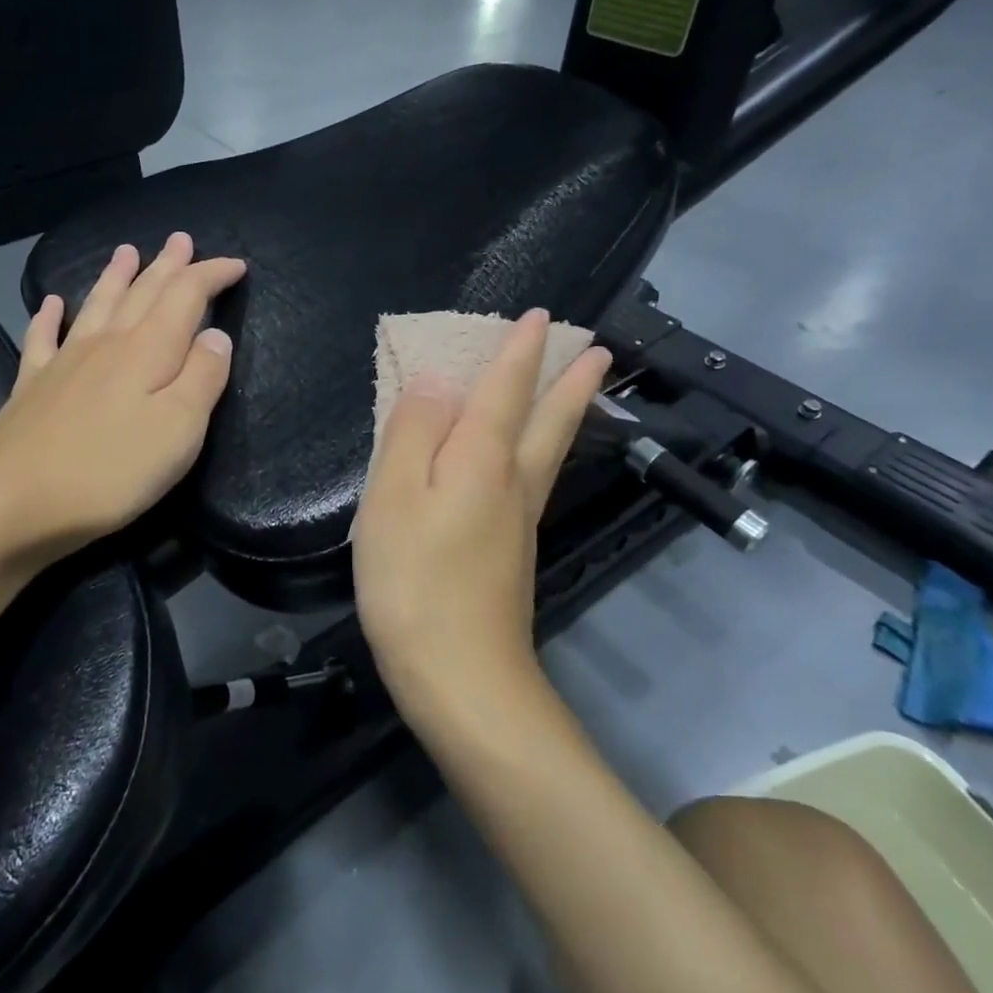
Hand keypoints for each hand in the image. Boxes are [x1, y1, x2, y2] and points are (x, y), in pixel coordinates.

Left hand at [0, 234, 244, 585]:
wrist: (13, 501)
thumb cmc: (111, 470)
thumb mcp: (179, 430)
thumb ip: (203, 378)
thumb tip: (216, 335)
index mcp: (148, 350)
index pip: (186, 296)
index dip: (211, 275)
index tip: (236, 265)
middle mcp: (108, 343)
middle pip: (142, 292)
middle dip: (167, 265)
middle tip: (180, 239)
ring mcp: (65, 361)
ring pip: (97, 305)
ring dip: (116, 276)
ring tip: (126, 251)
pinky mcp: (32, 385)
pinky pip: (43, 338)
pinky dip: (49, 316)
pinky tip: (52, 303)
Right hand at [353, 310, 609, 721]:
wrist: (461, 677)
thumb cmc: (414, 579)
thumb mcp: (393, 496)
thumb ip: (412, 431)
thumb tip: (437, 382)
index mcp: (481, 458)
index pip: (505, 388)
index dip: (521, 349)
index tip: (542, 315)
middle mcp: (512, 480)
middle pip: (549, 418)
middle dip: (571, 379)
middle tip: (600, 349)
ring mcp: (519, 519)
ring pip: (551, 449)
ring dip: (570, 410)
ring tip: (585, 387)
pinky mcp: (514, 551)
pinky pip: (534, 476)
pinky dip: (545, 447)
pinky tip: (532, 457)